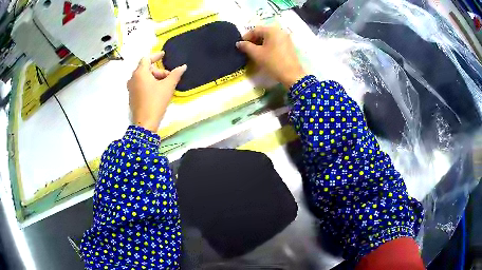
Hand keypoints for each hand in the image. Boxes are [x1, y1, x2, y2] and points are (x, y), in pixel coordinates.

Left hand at [127, 52, 186, 131]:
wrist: (145, 123)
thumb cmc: (156, 101)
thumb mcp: (168, 86)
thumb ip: (175, 74)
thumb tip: (183, 67)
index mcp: (140, 73)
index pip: (146, 58)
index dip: (156, 55)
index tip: (163, 55)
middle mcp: (133, 78)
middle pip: (146, 68)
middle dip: (158, 70)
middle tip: (169, 76)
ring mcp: (131, 88)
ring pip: (143, 77)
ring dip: (154, 77)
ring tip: (164, 84)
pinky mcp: (132, 96)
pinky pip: (140, 84)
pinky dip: (148, 83)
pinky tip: (157, 91)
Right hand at [236, 26, 306, 87]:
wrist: (292, 75)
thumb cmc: (273, 62)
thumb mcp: (257, 54)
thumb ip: (246, 46)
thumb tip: (239, 43)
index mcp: (271, 30)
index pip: (255, 30)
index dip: (246, 37)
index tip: (241, 46)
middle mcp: (279, 31)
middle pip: (262, 33)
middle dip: (253, 40)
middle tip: (247, 50)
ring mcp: (285, 38)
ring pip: (269, 38)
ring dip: (260, 43)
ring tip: (254, 53)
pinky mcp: (288, 45)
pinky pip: (275, 42)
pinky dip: (268, 46)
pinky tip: (264, 54)